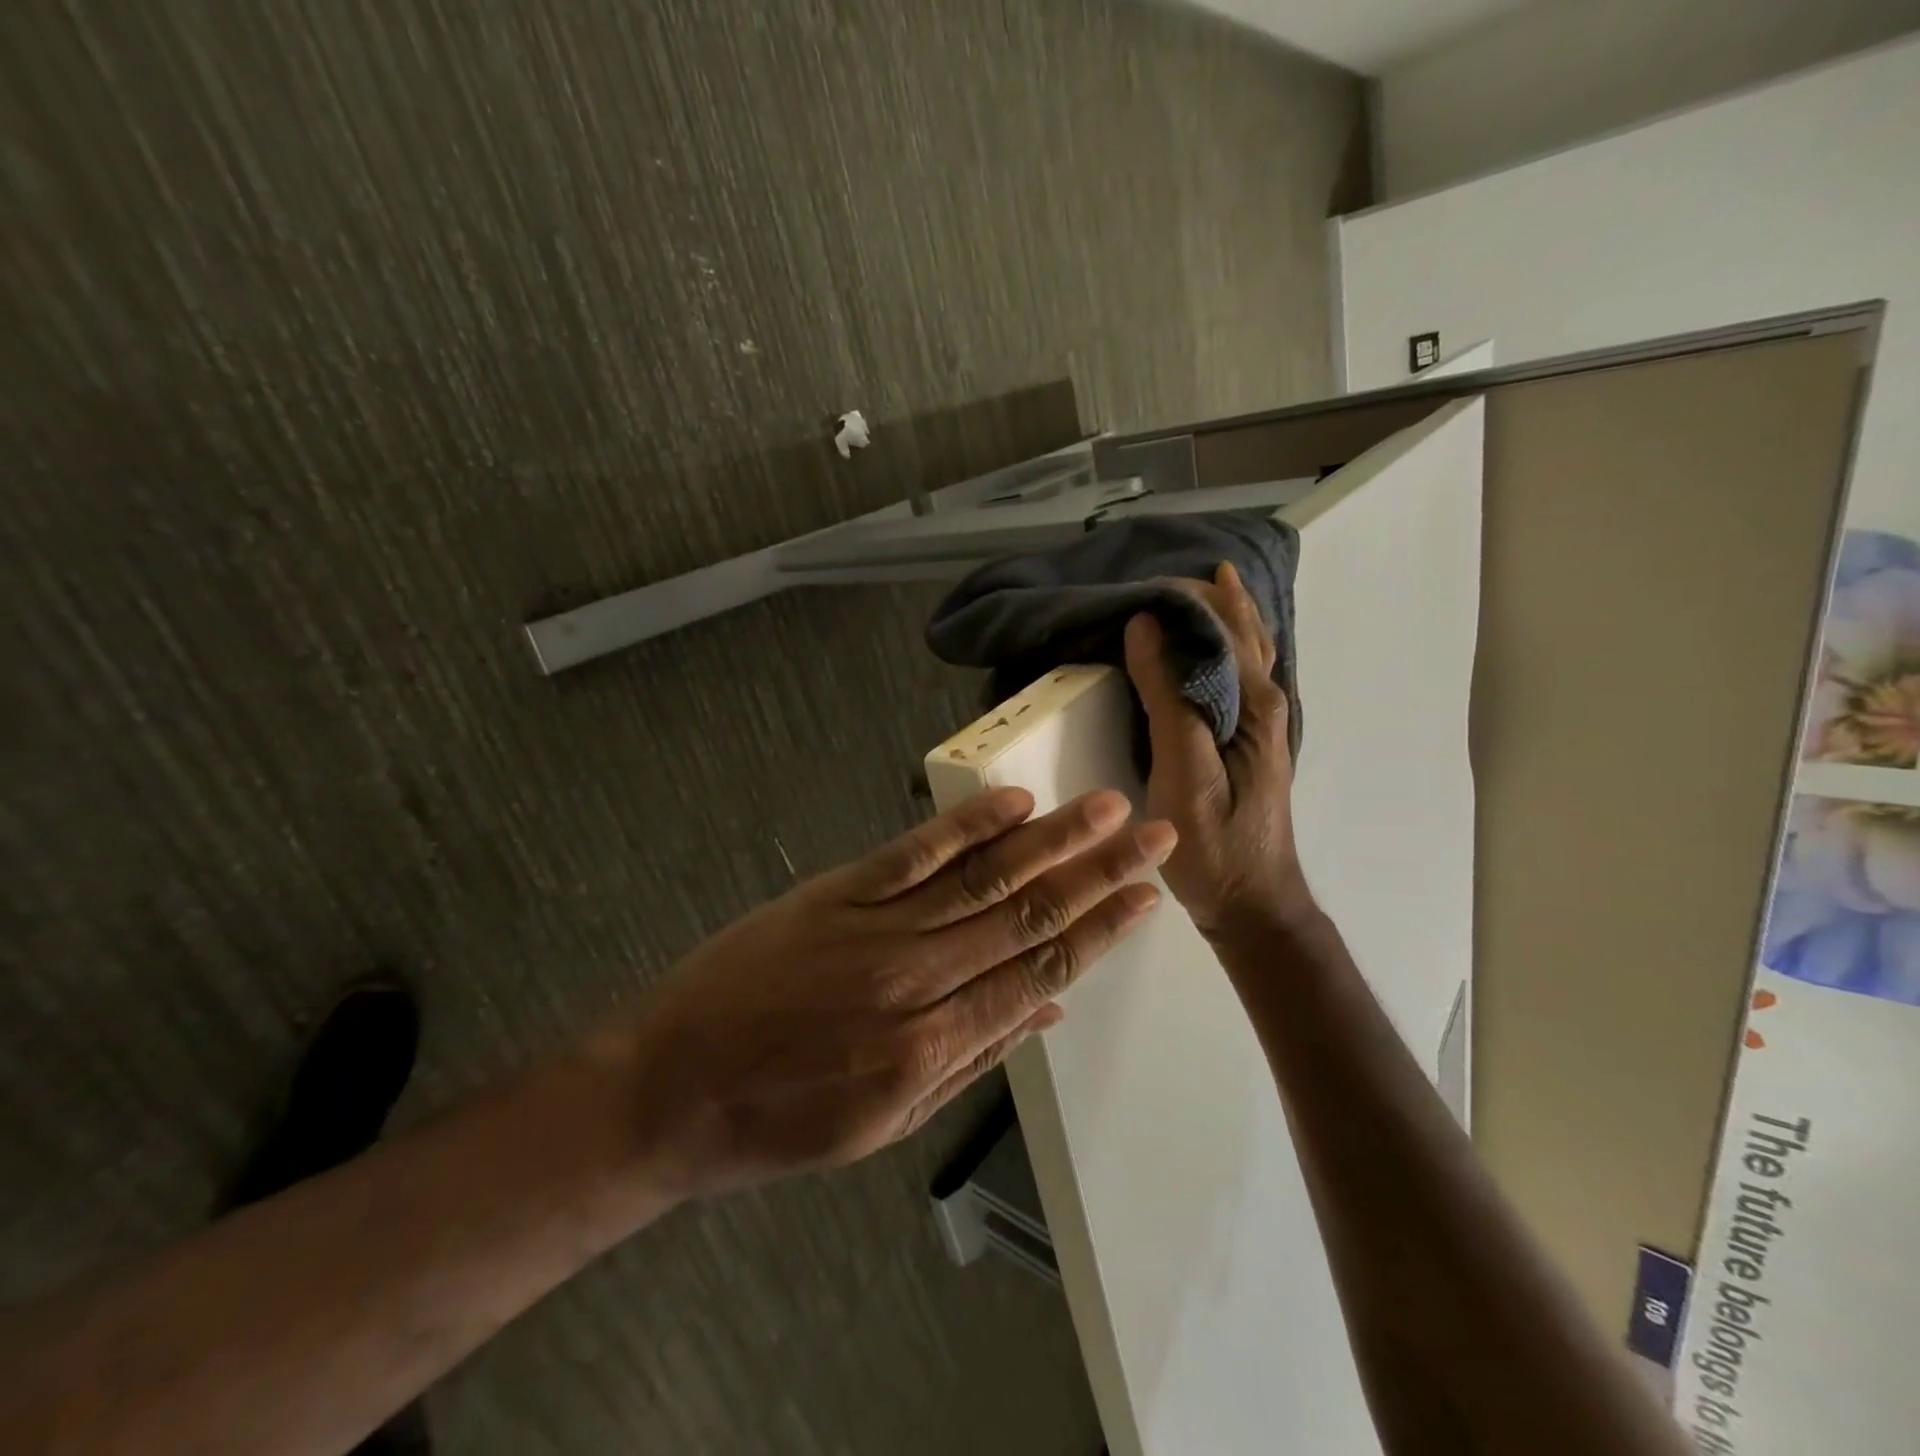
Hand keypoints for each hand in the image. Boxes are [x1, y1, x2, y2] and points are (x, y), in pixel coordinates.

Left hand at [620, 788, 1174, 1199]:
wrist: (671, 1084)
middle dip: (1099, 875)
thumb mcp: (884, 1124)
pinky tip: (1014, 803)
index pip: (1040, 975)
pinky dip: (968, 825)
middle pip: (1028, 918)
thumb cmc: (781, 1119)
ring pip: (984, 878)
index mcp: (933, 1047)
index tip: (1146, 897)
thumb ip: (973, 1064)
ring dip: (1052, 841)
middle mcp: (918, 980)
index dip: (1101, 934)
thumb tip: (1046, 1013)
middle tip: (1153, 835)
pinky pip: (914, 853)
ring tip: (1104, 809)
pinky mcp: (837, 892)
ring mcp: (876, 927)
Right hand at [1123, 561, 1311, 938]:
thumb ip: (1167, 698)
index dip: (1187, 598)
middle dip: (1209, 598)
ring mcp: (1259, 723)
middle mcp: (1265, 703)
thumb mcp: (1184, 773)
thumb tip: (1146, 625)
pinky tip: (1201, 648)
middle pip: (1243, 631)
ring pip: (1245, 651)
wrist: (1251, 903)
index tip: (1143, 581)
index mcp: (1253, 704)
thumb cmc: (1216, 844)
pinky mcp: (1246, 741)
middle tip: (1160, 577)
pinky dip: (1219, 648)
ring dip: (1220, 617)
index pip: (1224, 626)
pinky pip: (1235, 676)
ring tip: (1190, 590)